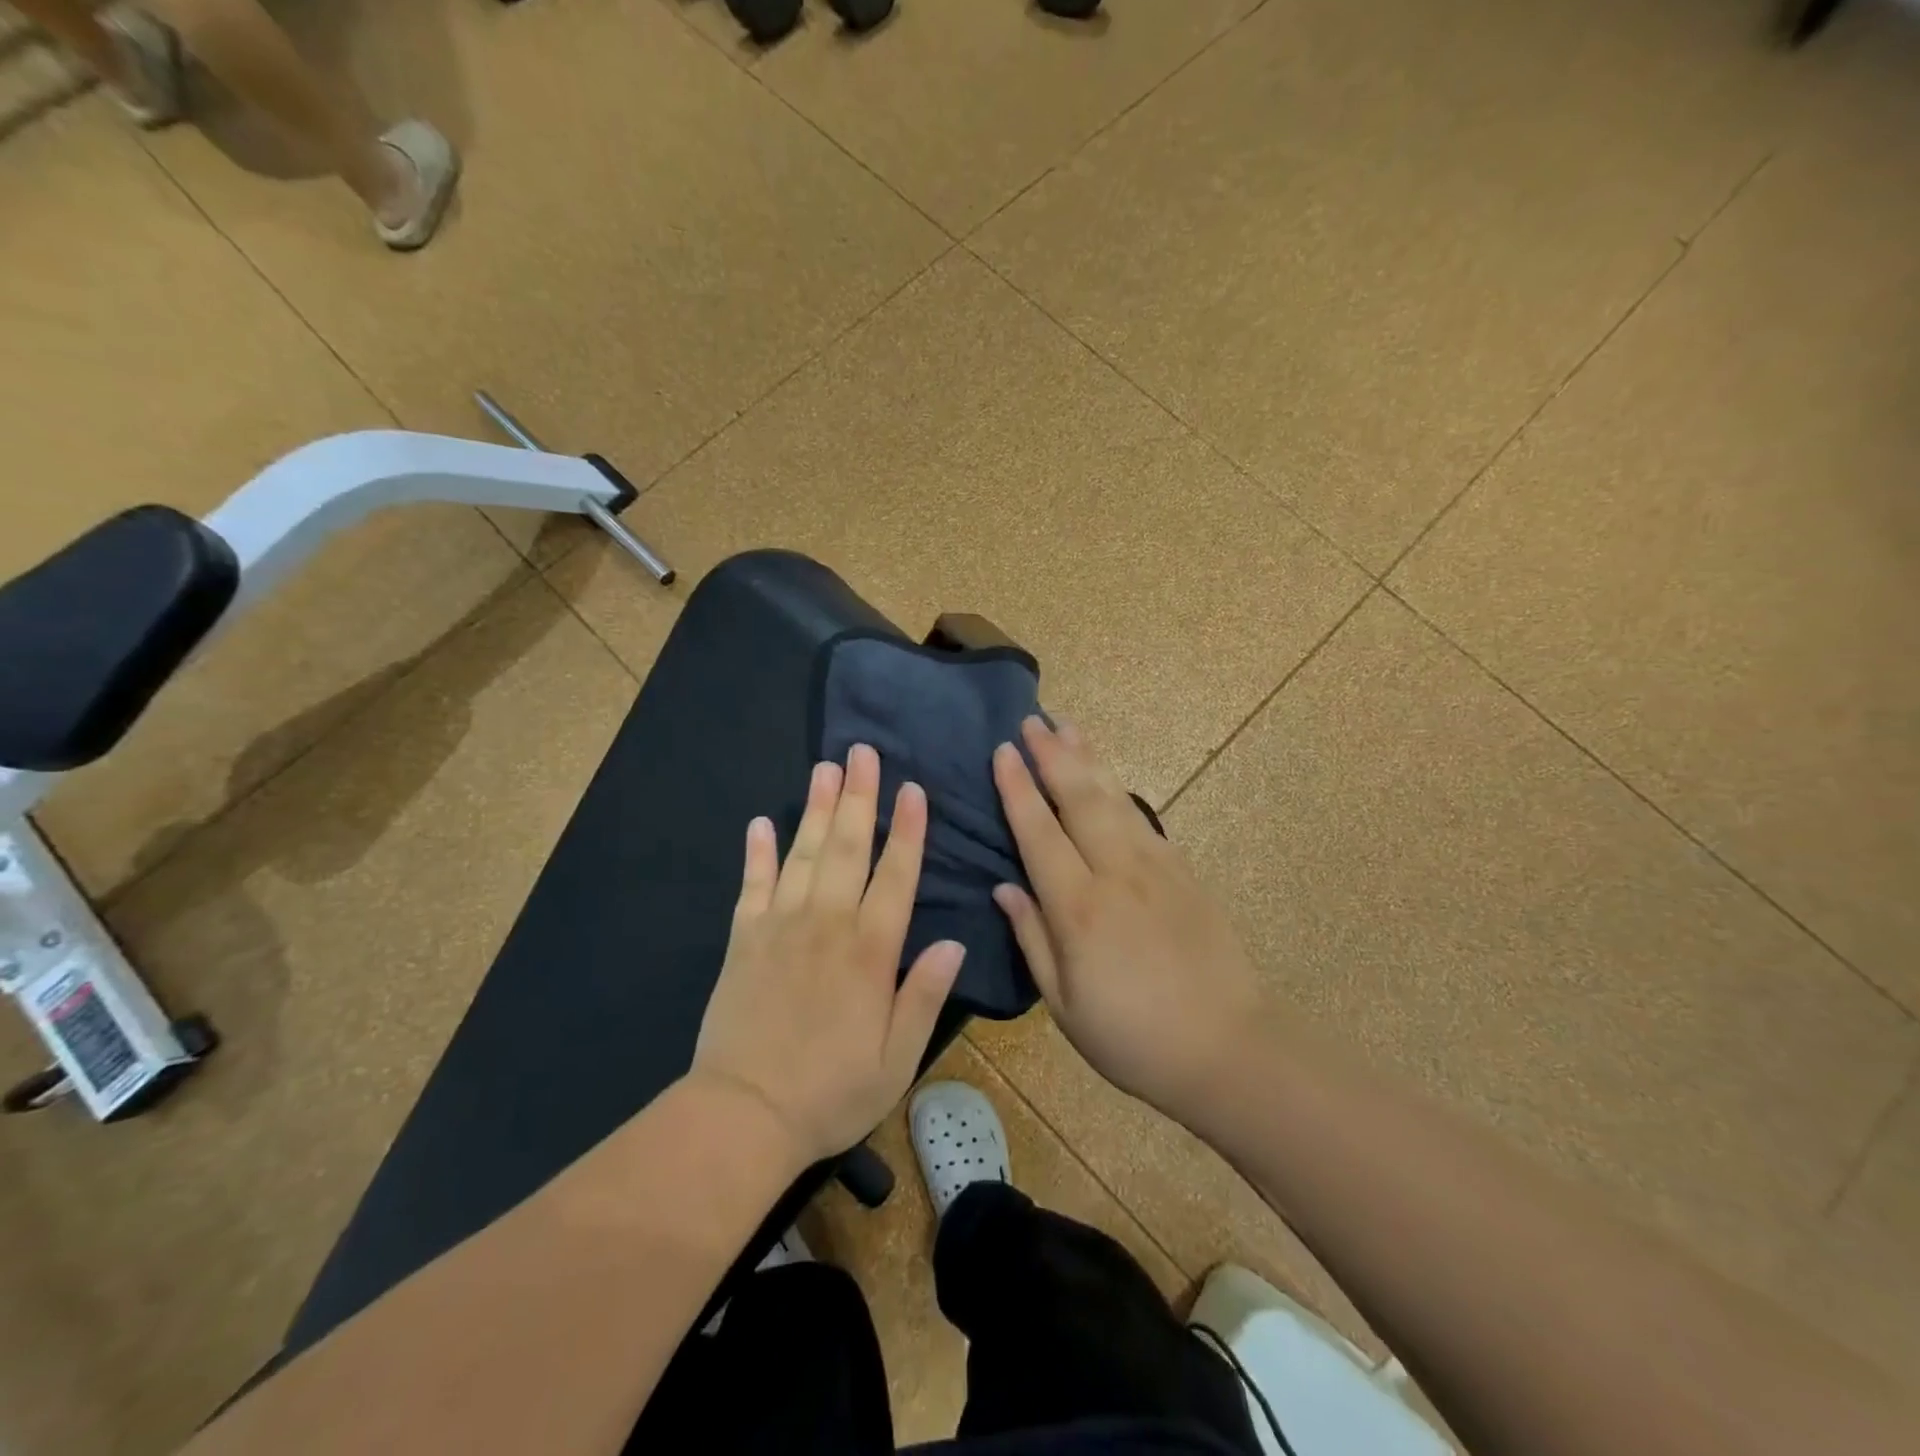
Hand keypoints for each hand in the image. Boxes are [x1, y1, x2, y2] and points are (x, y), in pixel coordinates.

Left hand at [692, 744, 965, 1168]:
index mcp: (868, 951)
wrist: (743, 1115)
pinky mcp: (743, 939)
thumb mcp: (895, 1058)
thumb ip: (924, 995)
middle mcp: (826, 924)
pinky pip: (751, 885)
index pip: (895, 876)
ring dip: (815, 808)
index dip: (907, 831)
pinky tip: (761, 822)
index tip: (913, 789)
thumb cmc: (830, 1092)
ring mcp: (779, 926)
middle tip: (862, 752)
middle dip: (858, 797)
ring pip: (802, 854)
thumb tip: (955, 942)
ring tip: (825, 768)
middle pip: (846, 848)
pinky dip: (757, 852)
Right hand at [992, 717, 1261, 1122]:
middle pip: (1079, 798)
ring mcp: (1155, 866)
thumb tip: (1004, 887)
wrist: (1230, 1048)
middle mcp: (1116, 873)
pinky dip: (1118, 787)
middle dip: (1053, 754)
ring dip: (1088, 757)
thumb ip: (1032, 938)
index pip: (1039, 832)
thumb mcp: (1065, 1005)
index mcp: (1079, 908)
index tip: (1003, 750)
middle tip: (1033, 718)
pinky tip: (1108, 776)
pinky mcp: (1182, 871)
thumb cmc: (1134, 1037)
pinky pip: (1141, 816)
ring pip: (1114, 797)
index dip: (1018, 788)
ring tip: (1067, 725)